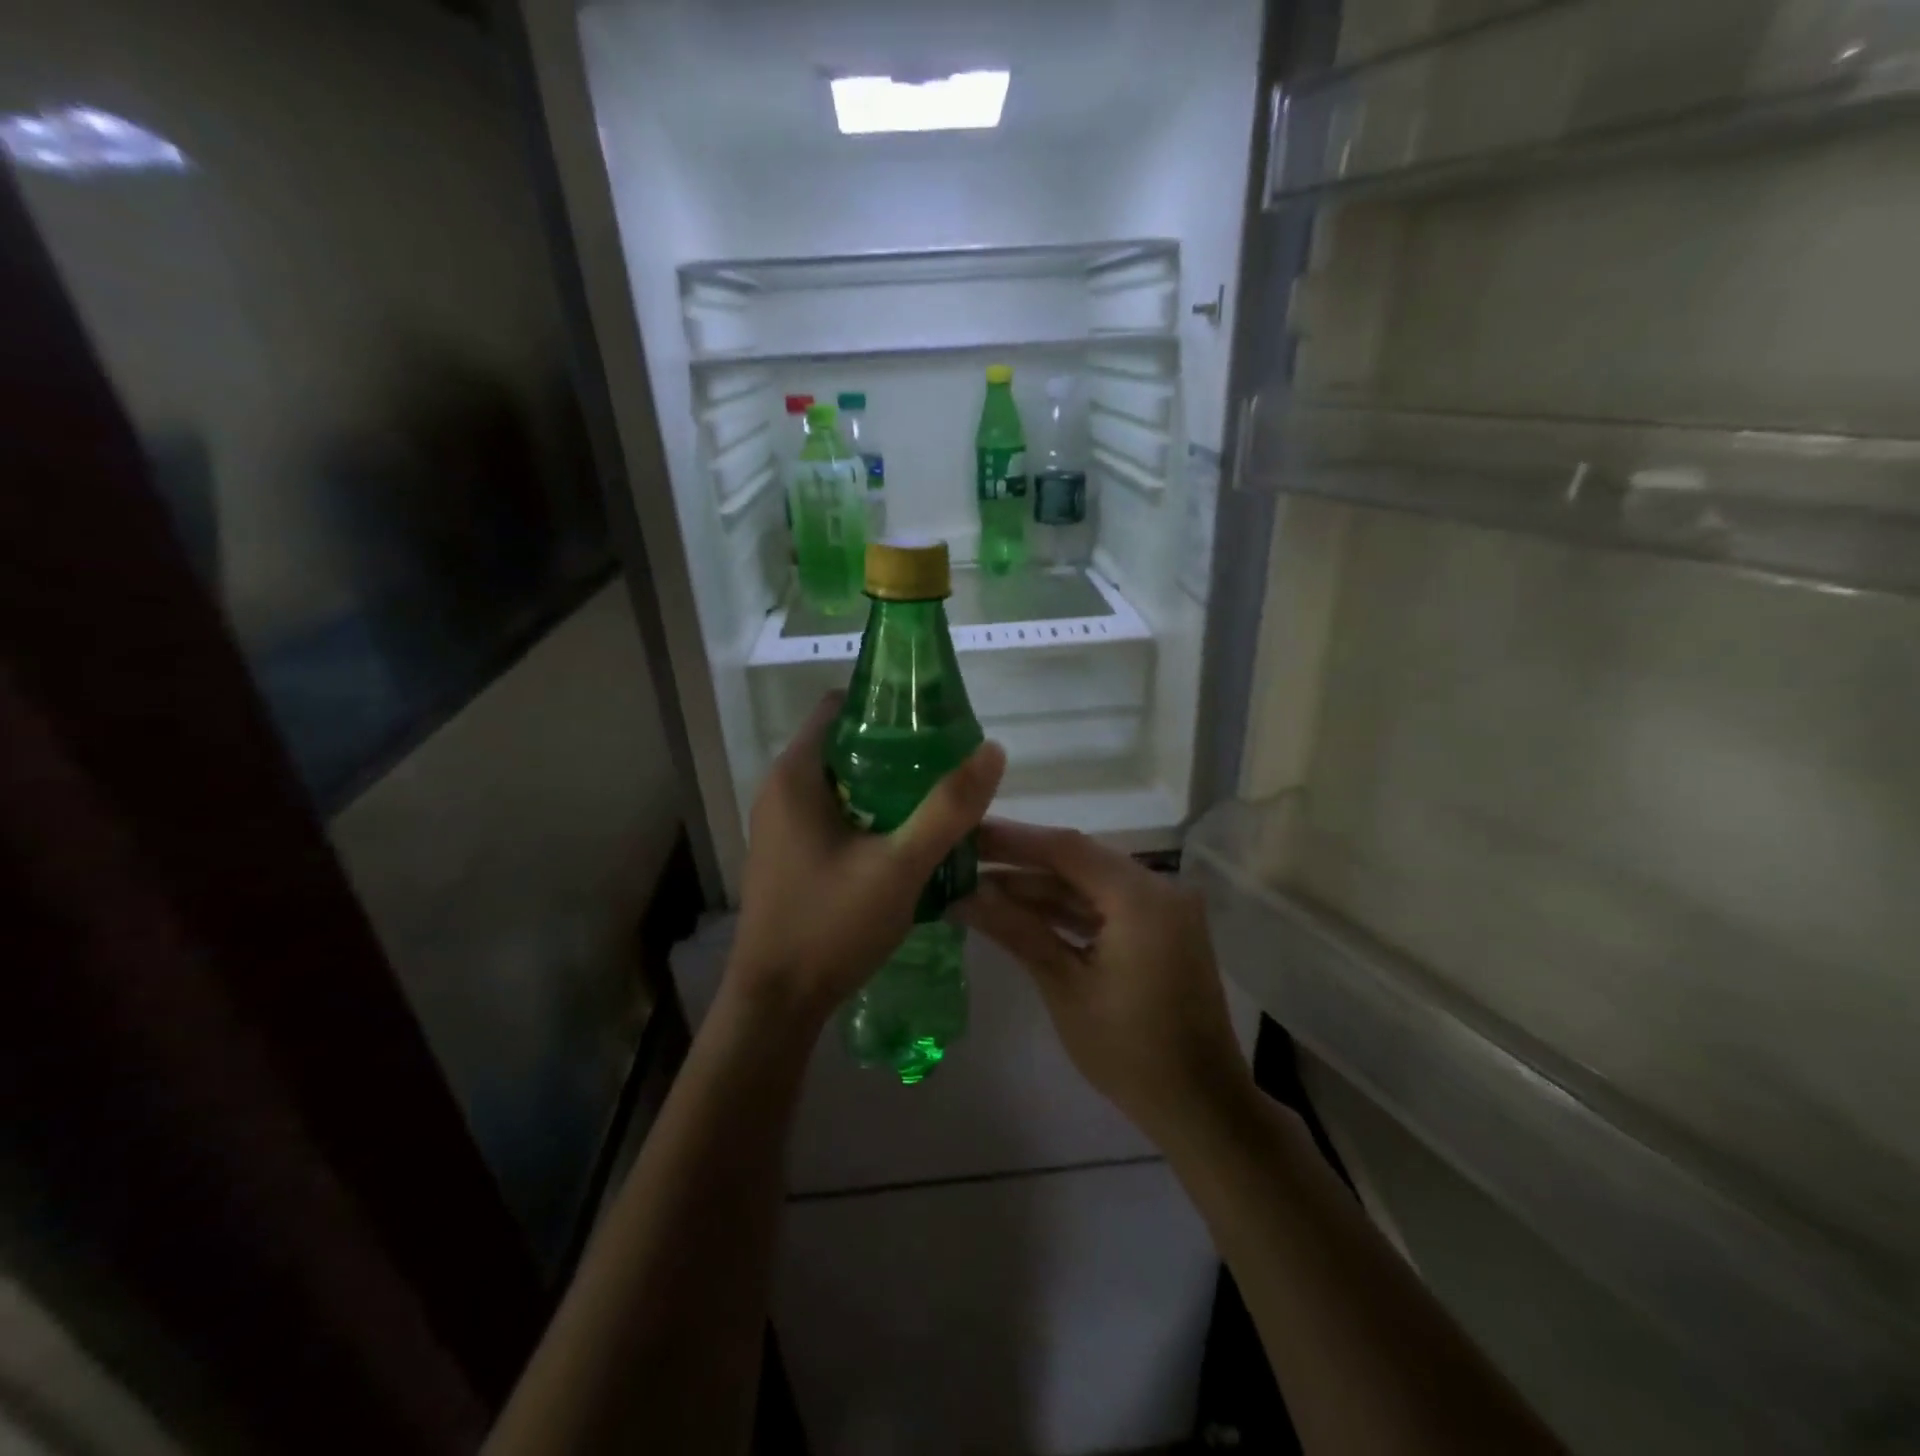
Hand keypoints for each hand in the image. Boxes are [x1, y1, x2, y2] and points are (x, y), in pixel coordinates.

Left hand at [728, 693, 1006, 1028]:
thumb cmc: (830, 925)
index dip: (889, 705)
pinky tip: (907, 837)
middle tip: (949, 765)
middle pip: (847, 742)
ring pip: (844, 780)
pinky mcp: (790, 851)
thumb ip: (948, 809)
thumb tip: (991, 750)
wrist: (776, 1003)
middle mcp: (781, 788)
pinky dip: (871, 812)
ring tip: (938, 799)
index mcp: (796, 774)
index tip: (936, 721)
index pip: (841, 706)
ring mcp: (782, 822)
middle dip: (898, 748)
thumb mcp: (900, 866)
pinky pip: (836, 811)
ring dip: (888, 784)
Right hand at [958, 821, 1251, 1139]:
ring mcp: (1161, 909)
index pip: (1066, 849)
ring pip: (1089, 884)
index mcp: (1141, 898)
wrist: (1201, 1106)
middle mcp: (1158, 889)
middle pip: (1078, 861)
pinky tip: (1020, 910)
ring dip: (1039, 887)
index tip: (965, 833)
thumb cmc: (1130, 1052)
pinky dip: (1065, 909)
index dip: (1012, 839)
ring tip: (979, 885)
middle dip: (1020, 861)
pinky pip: (1105, 906)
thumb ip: (1016, 930)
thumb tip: (962, 895)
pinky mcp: (1159, 930)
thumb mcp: (1066, 987)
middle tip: (965, 858)